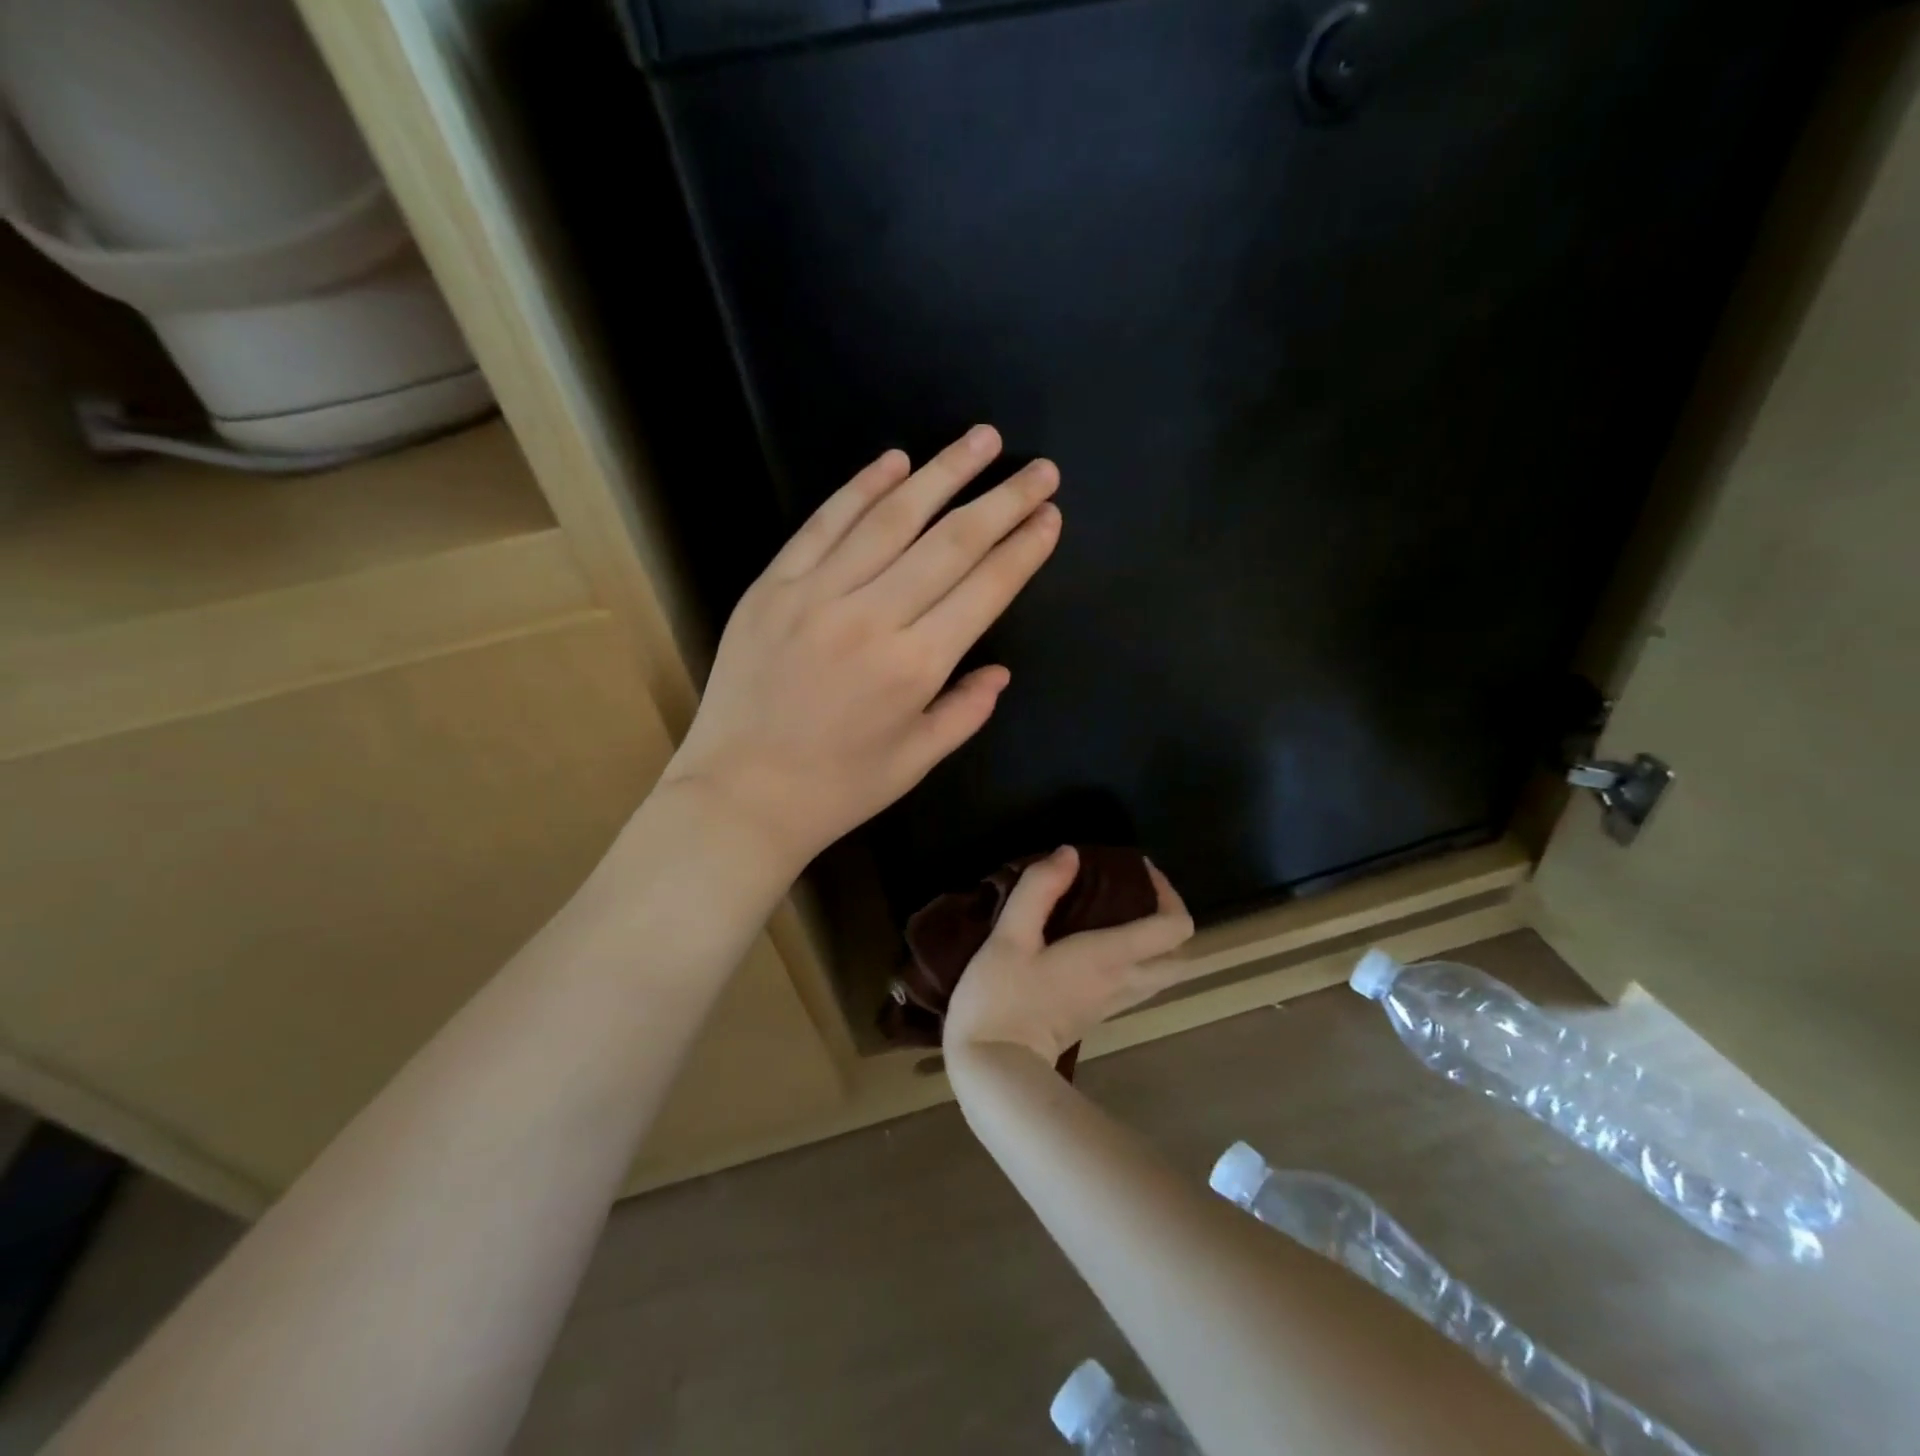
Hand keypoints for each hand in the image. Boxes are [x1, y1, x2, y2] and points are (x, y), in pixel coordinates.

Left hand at [661, 427, 1061, 871]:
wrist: (739, 795)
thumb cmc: (836, 789)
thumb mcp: (916, 762)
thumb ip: (965, 710)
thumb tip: (999, 670)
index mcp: (915, 666)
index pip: (985, 589)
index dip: (1023, 549)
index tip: (1050, 516)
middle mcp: (872, 617)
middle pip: (950, 542)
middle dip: (1002, 501)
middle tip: (1039, 469)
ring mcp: (817, 594)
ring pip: (891, 518)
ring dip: (943, 472)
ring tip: (982, 438)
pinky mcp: (773, 585)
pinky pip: (824, 524)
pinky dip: (861, 487)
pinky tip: (895, 459)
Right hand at [943, 847, 1195, 1064]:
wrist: (992, 1071)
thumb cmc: (1001, 998)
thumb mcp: (1009, 936)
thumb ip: (1040, 889)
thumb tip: (1070, 853)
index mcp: (1111, 958)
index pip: (1174, 927)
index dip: (1168, 891)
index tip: (1139, 869)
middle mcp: (1123, 982)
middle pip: (1181, 956)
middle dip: (1170, 918)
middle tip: (1136, 892)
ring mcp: (1112, 1004)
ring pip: (1162, 974)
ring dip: (1155, 941)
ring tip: (1119, 911)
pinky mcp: (1096, 1016)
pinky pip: (1137, 983)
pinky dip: (1136, 958)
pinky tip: (1096, 941)